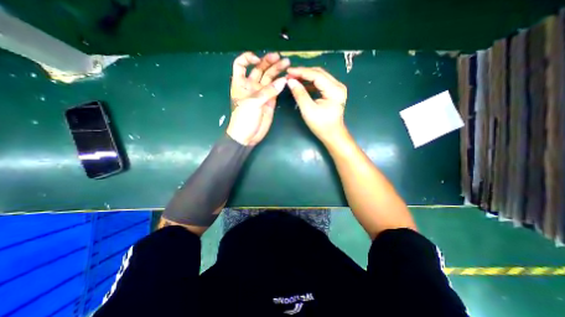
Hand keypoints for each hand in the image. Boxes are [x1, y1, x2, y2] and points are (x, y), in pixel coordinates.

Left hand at [225, 52, 288, 145]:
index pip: (241, 64)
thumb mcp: (253, 102)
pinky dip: (281, 84)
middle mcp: (251, 85)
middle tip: (280, 58)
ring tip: (287, 64)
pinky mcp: (270, 100)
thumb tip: (283, 81)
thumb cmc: (244, 118)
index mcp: (241, 83)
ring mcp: (262, 93)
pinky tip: (287, 79)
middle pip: (259, 69)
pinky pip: (276, 89)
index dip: (248, 58)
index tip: (257, 59)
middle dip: (268, 62)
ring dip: (277, 70)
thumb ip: (268, 91)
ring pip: (269, 78)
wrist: (248, 135)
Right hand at [288, 68, 345, 144]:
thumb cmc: (321, 125)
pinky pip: (321, 83)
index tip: (288, 72)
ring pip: (319, 77)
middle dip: (303, 73)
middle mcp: (338, 85)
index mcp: (334, 90)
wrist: (332, 135)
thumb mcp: (308, 110)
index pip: (316, 75)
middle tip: (289, 75)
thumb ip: (300, 94)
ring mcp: (337, 88)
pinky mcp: (334, 92)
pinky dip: (310, 83)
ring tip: (293, 78)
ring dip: (306, 77)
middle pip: (319, 73)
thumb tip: (290, 81)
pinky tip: (302, 85)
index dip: (301, 72)